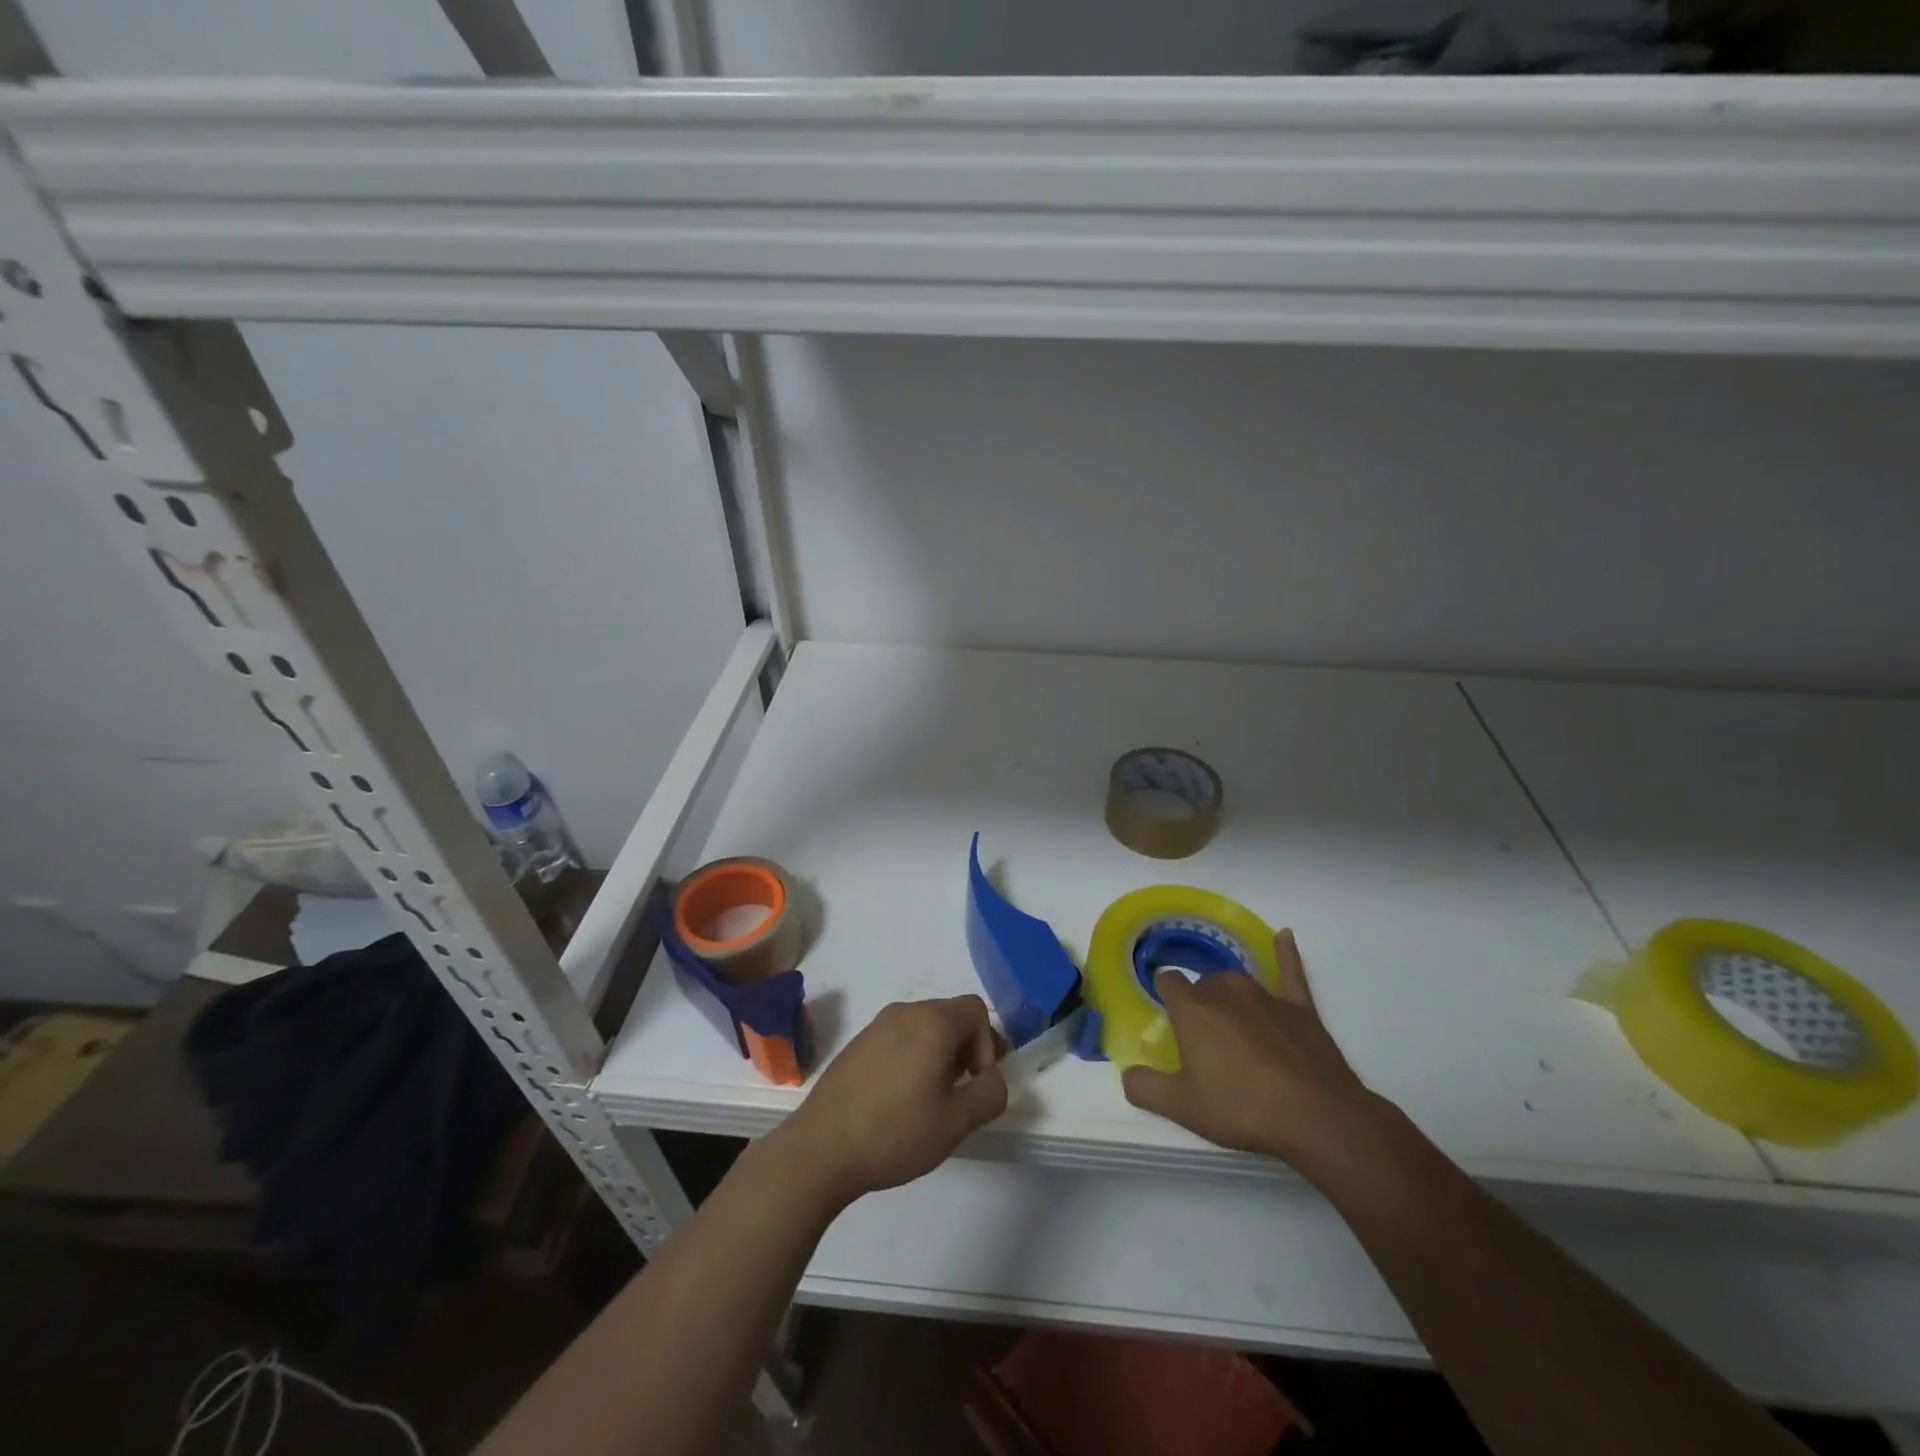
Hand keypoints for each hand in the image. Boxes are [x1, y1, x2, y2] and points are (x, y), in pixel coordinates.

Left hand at [776, 995, 1006, 1206]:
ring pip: (923, 1028)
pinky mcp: (857, 1044)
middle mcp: (905, 1012)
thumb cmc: (896, 1132)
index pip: (976, 1010)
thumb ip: (990, 1093)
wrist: (821, 1148)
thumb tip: (991, 1077)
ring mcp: (876, 1025)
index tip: (975, 1082)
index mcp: (933, 1021)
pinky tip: (898, 1101)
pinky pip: (898, 1039)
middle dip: (964, 1050)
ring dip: (937, 1055)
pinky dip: (911, 1058)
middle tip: (958, 1094)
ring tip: (929, 1101)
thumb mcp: (957, 1121)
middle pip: (950, 1016)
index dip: (987, 1044)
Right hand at [1121, 930, 1398, 1182]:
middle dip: (1198, 1003)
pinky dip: (1286, 953)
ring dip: (1229, 995)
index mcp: (1193, 1010)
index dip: (1164, 993)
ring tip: (1230, 1020)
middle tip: (1201, 1040)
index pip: (1168, 982)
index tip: (1165, 1011)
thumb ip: (1145, 1088)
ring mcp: (1266, 996)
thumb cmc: (1242, 1107)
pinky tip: (1285, 936)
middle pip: (1203, 984)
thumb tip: (1127, 1075)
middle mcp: (1226, 992)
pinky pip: (1289, 972)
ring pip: (1237, 981)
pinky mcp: (1300, 1008)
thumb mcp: (1183, 1107)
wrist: (1316, 1116)